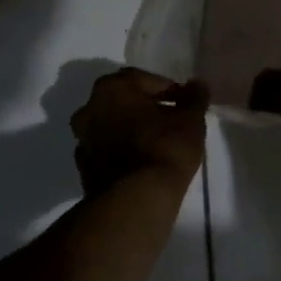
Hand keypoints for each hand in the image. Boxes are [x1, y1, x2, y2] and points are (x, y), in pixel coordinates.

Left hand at [70, 68, 207, 194]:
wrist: (135, 201)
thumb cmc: (164, 149)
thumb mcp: (190, 121)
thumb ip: (194, 98)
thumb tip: (197, 84)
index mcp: (112, 88)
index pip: (144, 80)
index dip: (167, 89)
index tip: (184, 103)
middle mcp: (89, 107)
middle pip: (123, 100)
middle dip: (145, 107)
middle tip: (169, 120)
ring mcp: (82, 138)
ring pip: (111, 125)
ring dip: (130, 128)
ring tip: (155, 142)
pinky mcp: (83, 167)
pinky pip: (106, 149)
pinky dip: (121, 150)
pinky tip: (140, 162)